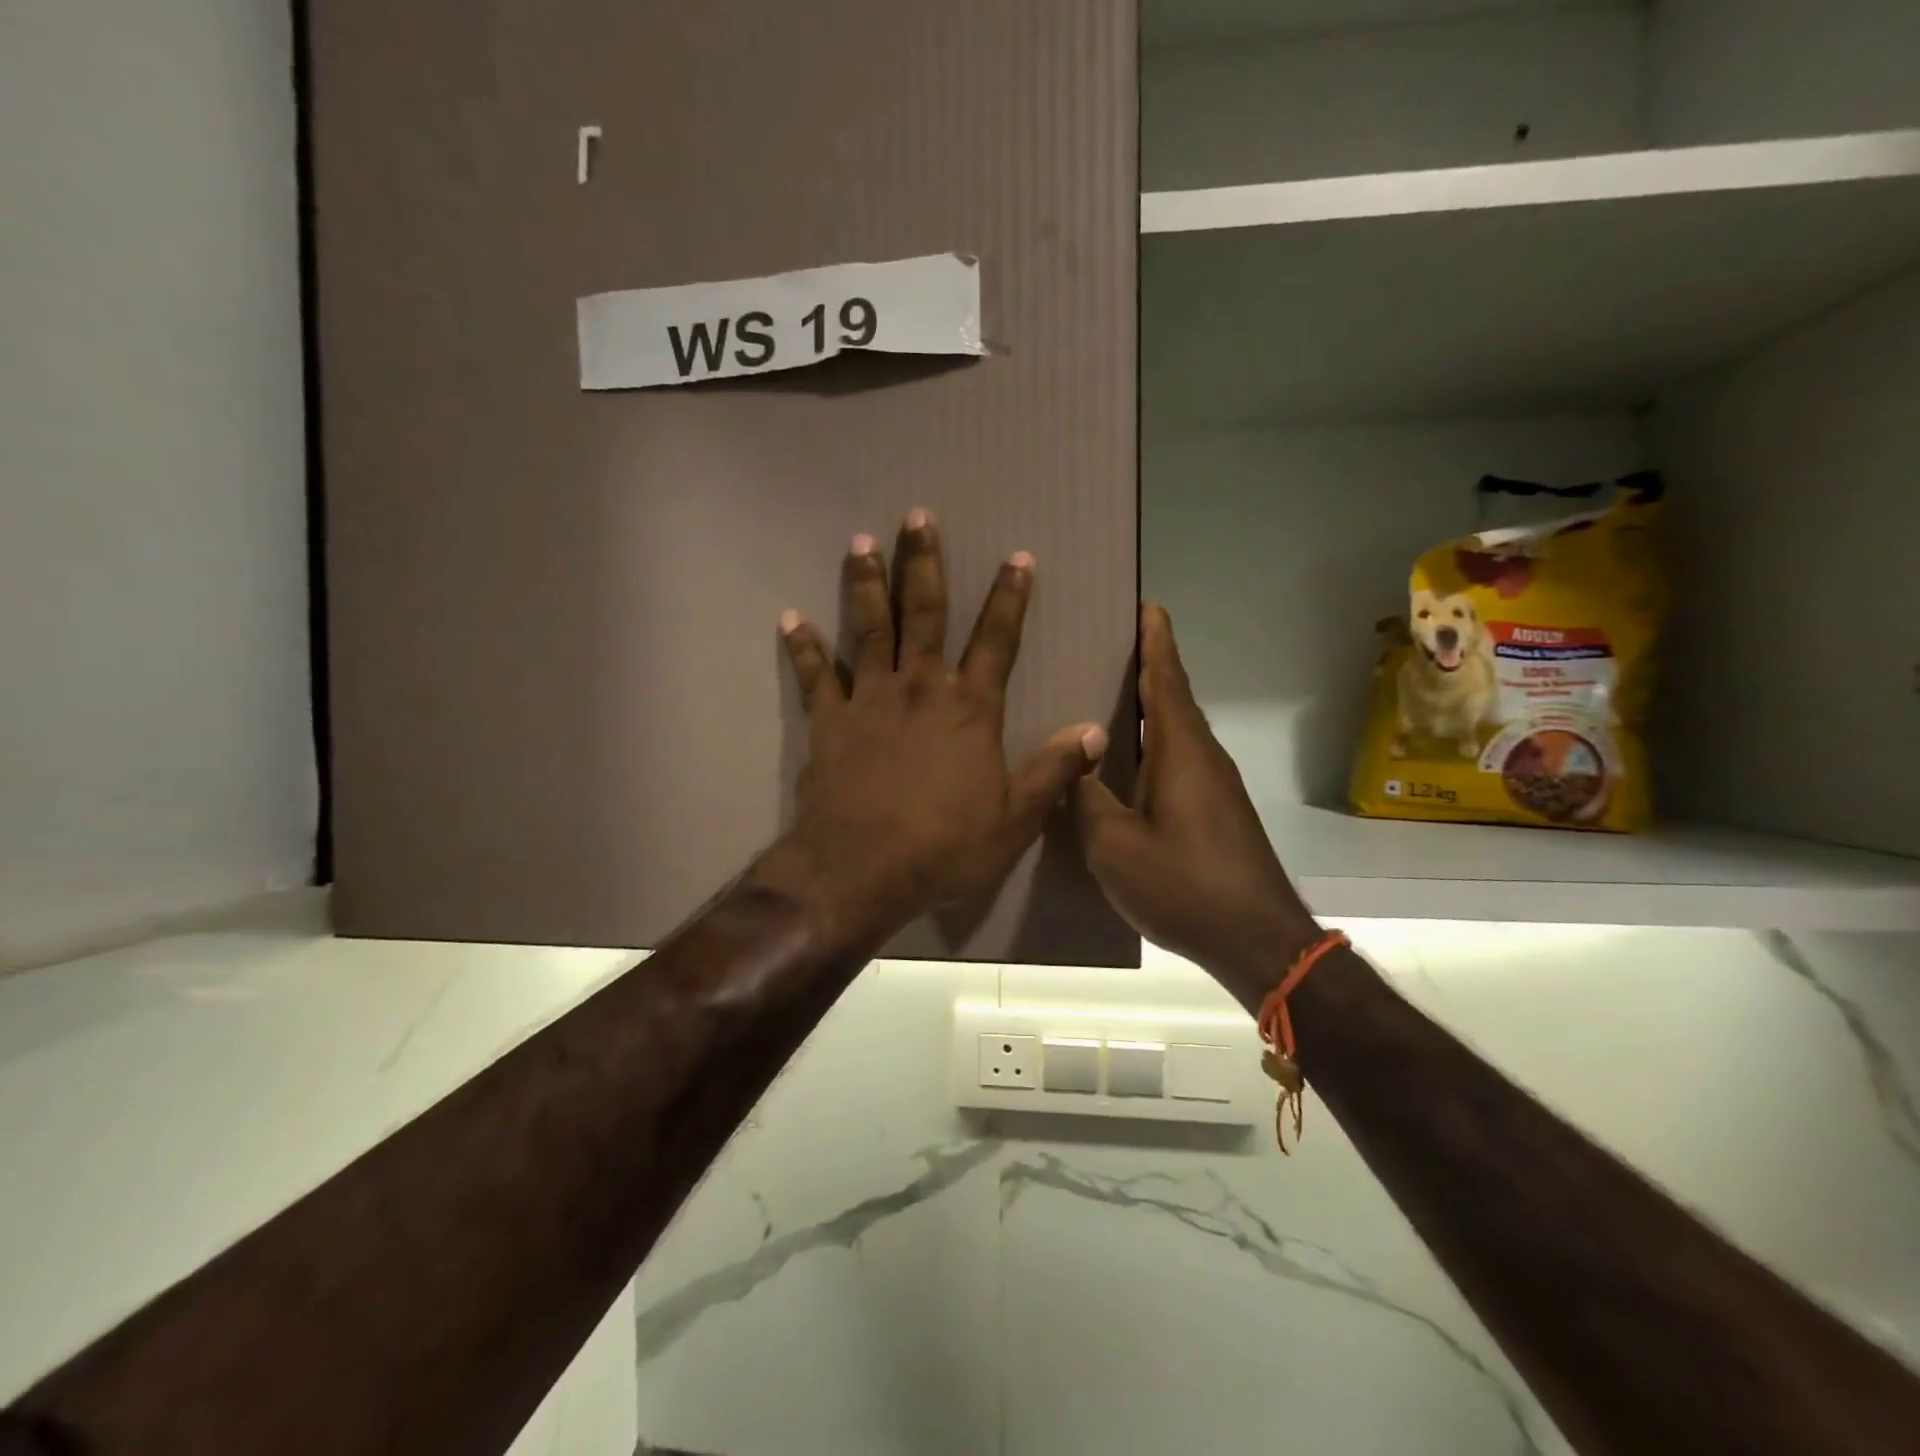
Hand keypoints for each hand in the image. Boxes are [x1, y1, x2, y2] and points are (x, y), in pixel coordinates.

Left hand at [756, 510, 1106, 950]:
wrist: (862, 871)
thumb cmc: (944, 847)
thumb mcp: (1015, 819)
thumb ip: (1054, 771)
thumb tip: (1093, 732)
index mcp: (969, 709)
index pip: (998, 640)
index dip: (1010, 597)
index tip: (1017, 556)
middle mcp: (920, 689)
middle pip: (924, 614)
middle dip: (923, 562)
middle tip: (916, 517)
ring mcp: (869, 700)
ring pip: (869, 628)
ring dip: (866, 583)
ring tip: (860, 542)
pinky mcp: (829, 722)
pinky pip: (814, 676)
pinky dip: (803, 647)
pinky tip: (790, 618)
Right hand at [1075, 605, 1318, 993]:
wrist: (1257, 939)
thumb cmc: (1184, 885)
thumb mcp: (1114, 846)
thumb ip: (1087, 799)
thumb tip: (1076, 764)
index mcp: (1181, 752)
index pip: (1167, 680)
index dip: (1156, 641)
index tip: (1147, 605)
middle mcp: (1203, 757)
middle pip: (1174, 698)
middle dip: (1149, 666)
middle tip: (1111, 645)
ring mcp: (1215, 786)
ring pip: (1177, 731)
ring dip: (1151, 707)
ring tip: (1110, 696)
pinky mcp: (1217, 811)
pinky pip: (1180, 760)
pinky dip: (1155, 744)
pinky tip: (1127, 763)